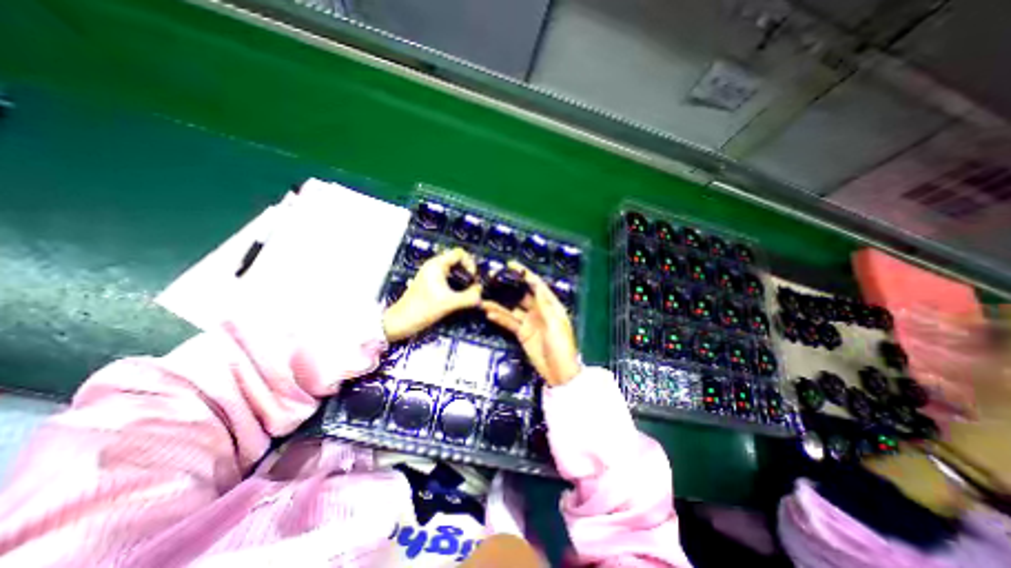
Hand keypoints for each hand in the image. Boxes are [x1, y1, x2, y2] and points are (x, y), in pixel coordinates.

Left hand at [385, 248, 482, 342]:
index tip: (473, 277)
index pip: (459, 253)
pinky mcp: (430, 284)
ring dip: (463, 278)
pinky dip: (456, 283)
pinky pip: (448, 278)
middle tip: (474, 284)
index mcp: (437, 265)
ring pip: (453, 270)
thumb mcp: (449, 304)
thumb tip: (481, 292)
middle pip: (457, 260)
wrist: (400, 322)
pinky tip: (460, 295)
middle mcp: (434, 267)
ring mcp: (431, 275)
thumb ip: (469, 297)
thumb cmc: (422, 309)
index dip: (470, 262)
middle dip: (468, 271)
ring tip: (469, 290)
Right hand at [483, 261, 580, 388]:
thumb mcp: (555, 323)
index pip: (536, 285)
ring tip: (484, 298)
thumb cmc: (561, 346)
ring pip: (512, 308)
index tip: (511, 265)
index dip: (524, 274)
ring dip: (499, 303)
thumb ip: (544, 305)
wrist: (559, 372)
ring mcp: (529, 322)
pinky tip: (489, 313)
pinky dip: (499, 318)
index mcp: (551, 305)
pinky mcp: (522, 333)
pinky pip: (509, 322)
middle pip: (521, 294)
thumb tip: (535, 285)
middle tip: (492, 280)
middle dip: (508, 287)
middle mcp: (539, 310)